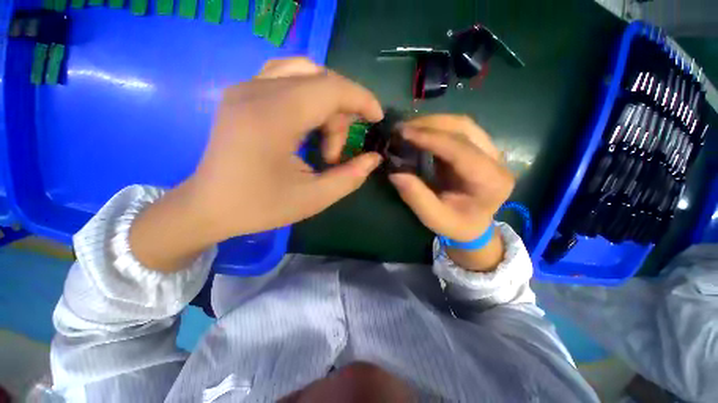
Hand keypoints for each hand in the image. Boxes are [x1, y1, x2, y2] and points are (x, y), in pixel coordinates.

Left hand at [189, 58, 383, 240]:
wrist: (209, 206)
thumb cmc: (260, 206)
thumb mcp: (313, 199)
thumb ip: (349, 177)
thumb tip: (373, 158)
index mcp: (272, 118)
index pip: (329, 88)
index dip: (360, 98)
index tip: (376, 118)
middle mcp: (256, 91)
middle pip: (320, 80)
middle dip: (341, 114)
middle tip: (335, 153)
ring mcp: (245, 87)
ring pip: (304, 72)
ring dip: (327, 102)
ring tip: (323, 138)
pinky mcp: (242, 92)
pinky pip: (286, 76)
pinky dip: (309, 94)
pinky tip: (308, 122)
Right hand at [388, 115, 514, 270]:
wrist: (475, 223)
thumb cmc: (456, 224)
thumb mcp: (434, 218)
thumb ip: (416, 197)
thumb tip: (395, 173)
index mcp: (491, 181)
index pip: (461, 150)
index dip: (432, 138)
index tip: (404, 133)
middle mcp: (497, 160)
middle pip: (465, 129)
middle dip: (430, 124)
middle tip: (402, 129)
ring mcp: (491, 150)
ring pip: (463, 124)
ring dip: (433, 122)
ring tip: (408, 128)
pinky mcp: (480, 147)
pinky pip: (459, 129)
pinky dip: (437, 127)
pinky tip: (420, 132)